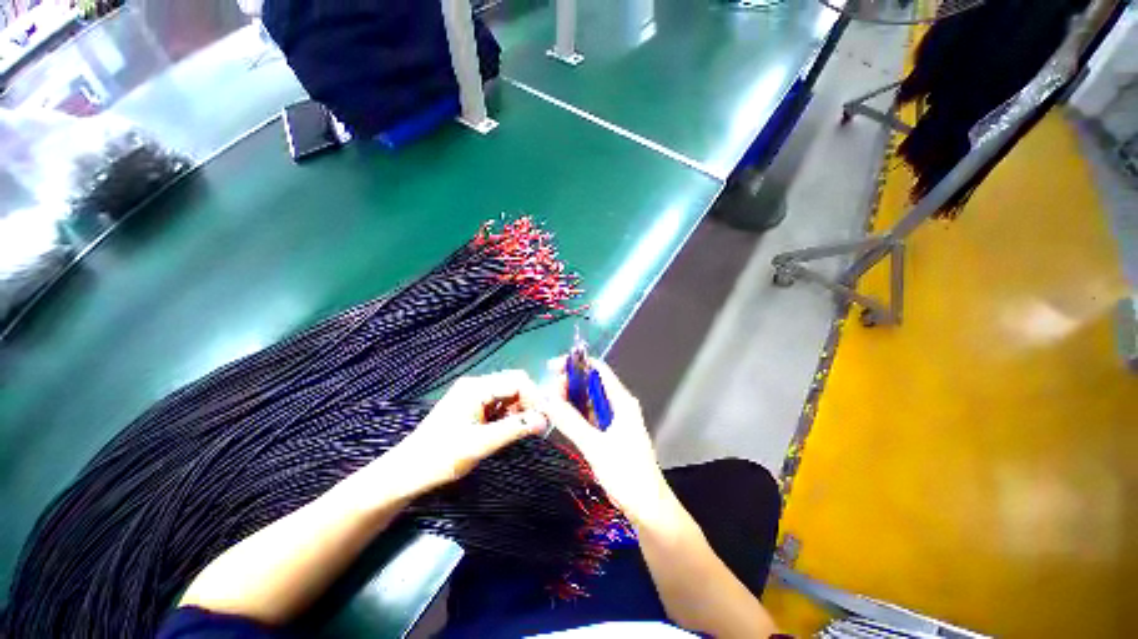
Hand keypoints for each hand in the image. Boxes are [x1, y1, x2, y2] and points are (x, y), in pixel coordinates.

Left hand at [370, 371, 547, 498]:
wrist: (406, 472)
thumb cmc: (441, 457)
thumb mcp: (481, 444)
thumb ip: (514, 429)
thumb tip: (545, 421)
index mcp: (477, 387)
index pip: (517, 381)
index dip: (535, 397)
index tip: (545, 419)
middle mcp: (476, 385)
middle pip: (513, 385)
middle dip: (528, 403)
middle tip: (537, 426)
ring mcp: (473, 395)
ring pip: (507, 395)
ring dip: (520, 410)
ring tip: (524, 430)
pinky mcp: (471, 407)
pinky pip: (498, 404)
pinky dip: (508, 415)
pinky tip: (509, 429)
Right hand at [539, 359, 680, 529]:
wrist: (648, 507)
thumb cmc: (626, 473)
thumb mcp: (595, 446)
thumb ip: (570, 421)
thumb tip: (547, 399)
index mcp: (621, 401)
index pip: (598, 370)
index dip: (576, 364)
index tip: (553, 367)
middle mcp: (619, 405)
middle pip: (592, 384)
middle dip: (570, 383)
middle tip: (548, 391)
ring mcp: (616, 419)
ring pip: (590, 400)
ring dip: (571, 398)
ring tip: (550, 401)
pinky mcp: (611, 433)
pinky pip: (591, 416)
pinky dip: (577, 413)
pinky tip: (562, 416)